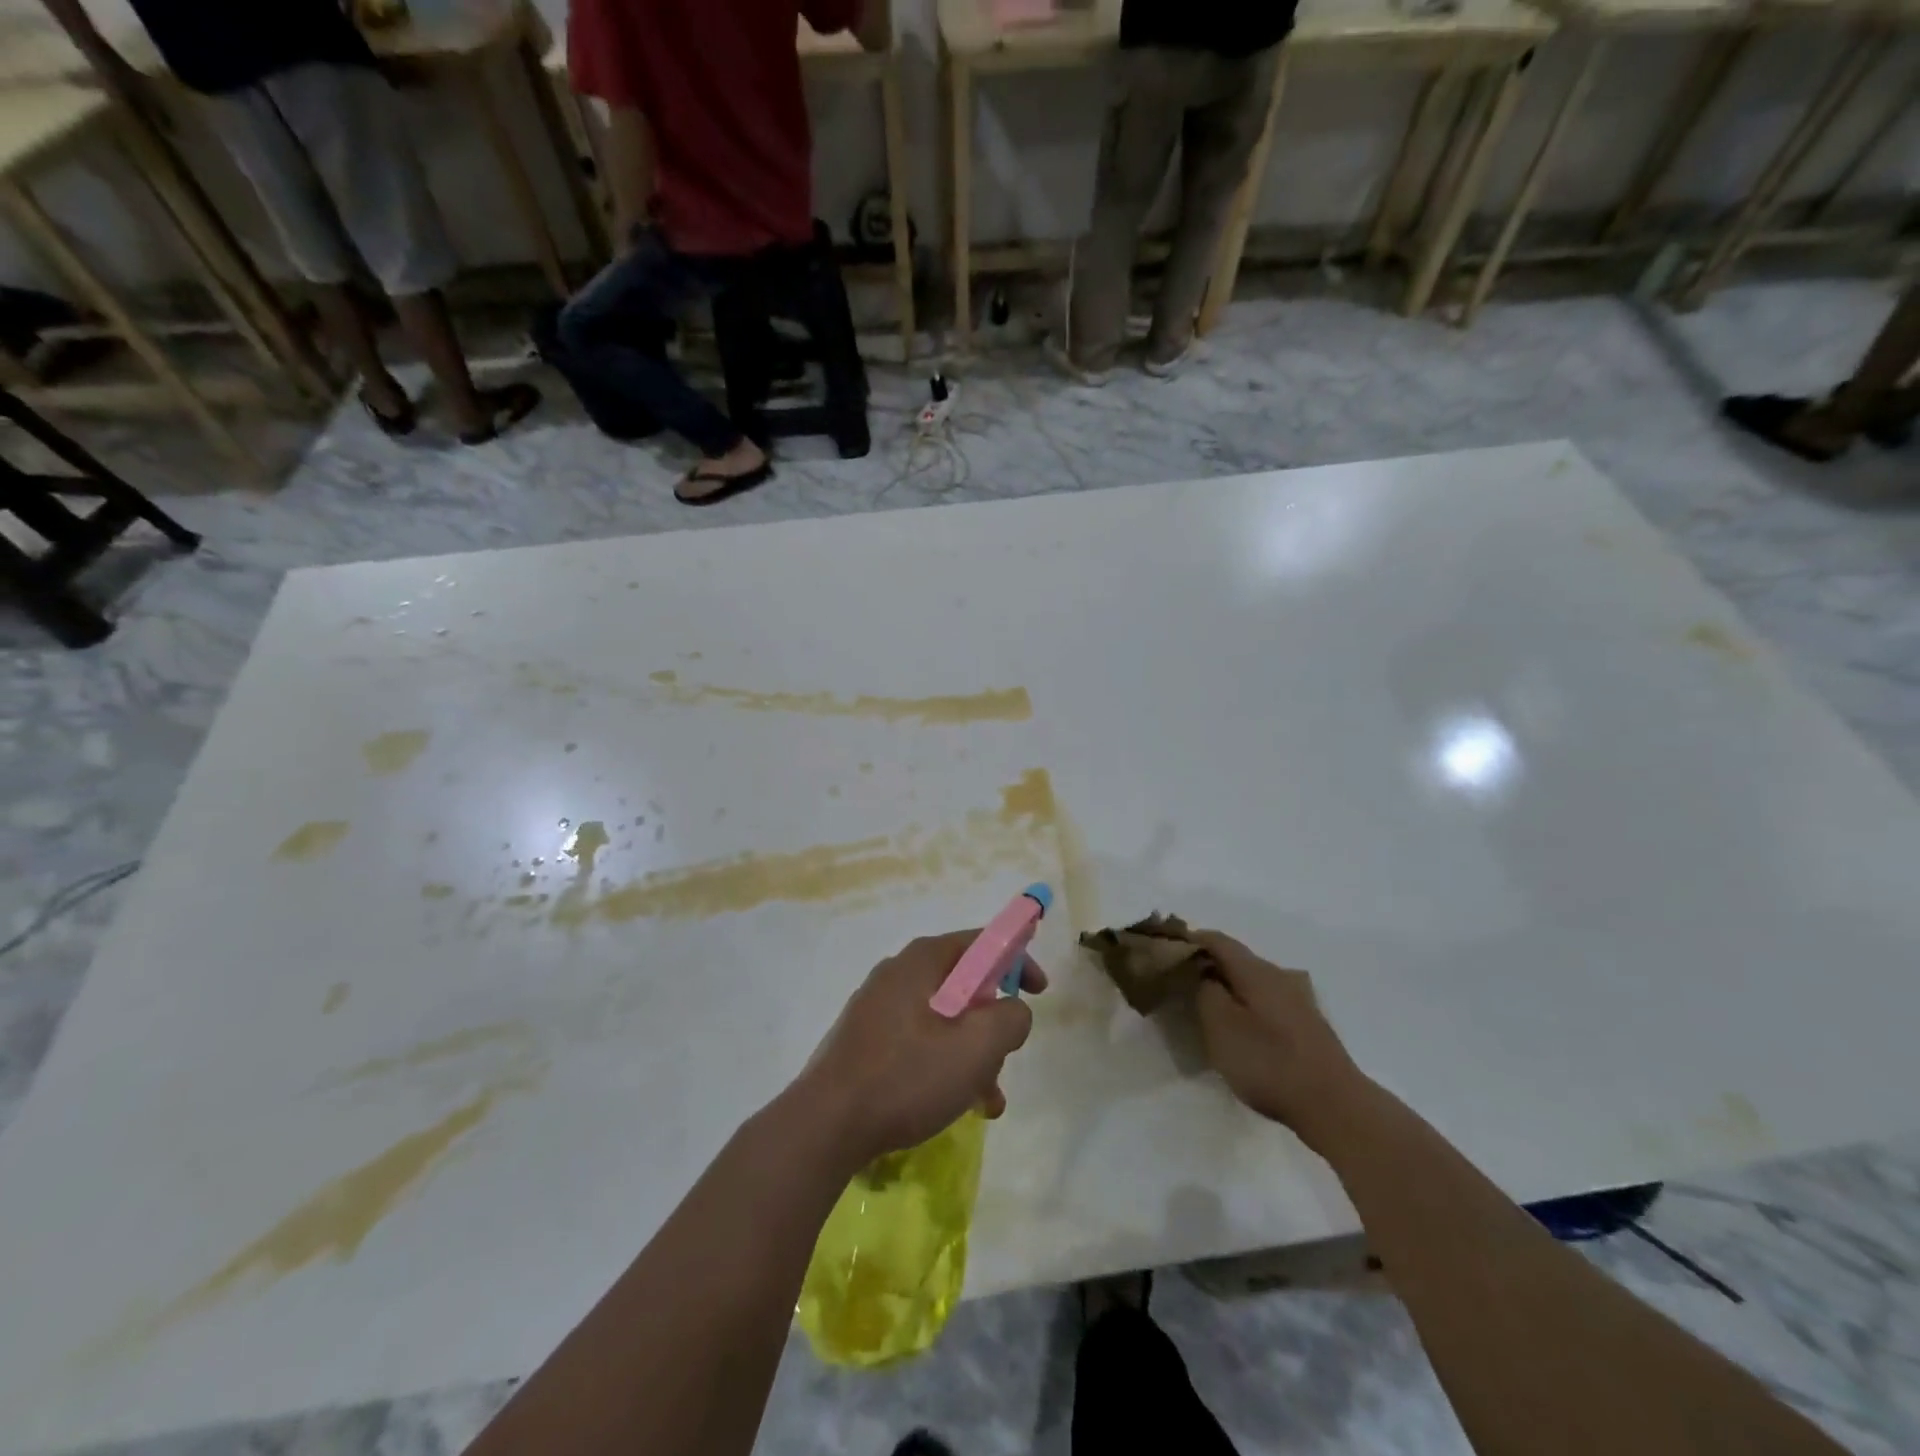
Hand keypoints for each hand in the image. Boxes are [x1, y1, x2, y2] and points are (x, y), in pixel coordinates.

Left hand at [795, 930, 1046, 1170]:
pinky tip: (955, 1106)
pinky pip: (918, 1041)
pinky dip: (943, 1065)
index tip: (1039, 991)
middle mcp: (897, 974)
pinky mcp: (865, 1041)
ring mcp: (877, 1008)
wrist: (825, 1125)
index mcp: (922, 961)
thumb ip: (1010, 1018)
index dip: (1018, 960)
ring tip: (987, 1101)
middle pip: (963, 984)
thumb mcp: (977, 1047)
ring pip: (943, 1020)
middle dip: (992, 1022)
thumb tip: (1012, 1010)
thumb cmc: (907, 1076)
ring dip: (972, 1053)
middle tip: (1006, 1056)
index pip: (982, 942)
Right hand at [1194, 931, 1368, 1150]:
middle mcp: (1279, 976)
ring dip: (1228, 986)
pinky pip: (1266, 1001)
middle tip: (1180, 981)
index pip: (1217, 940)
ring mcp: (1297, 1001)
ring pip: (1253, 981)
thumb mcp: (1221, 1026)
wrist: (1334, 1105)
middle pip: (1237, 959)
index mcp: (1256, 971)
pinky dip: (1246, 1004)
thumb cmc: (1269, 1062)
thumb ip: (1205, 992)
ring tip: (1206, 1005)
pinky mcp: (1307, 1025)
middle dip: (1208, 964)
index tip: (1166, 949)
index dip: (1190, 939)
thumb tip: (1203, 975)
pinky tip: (1240, 1028)